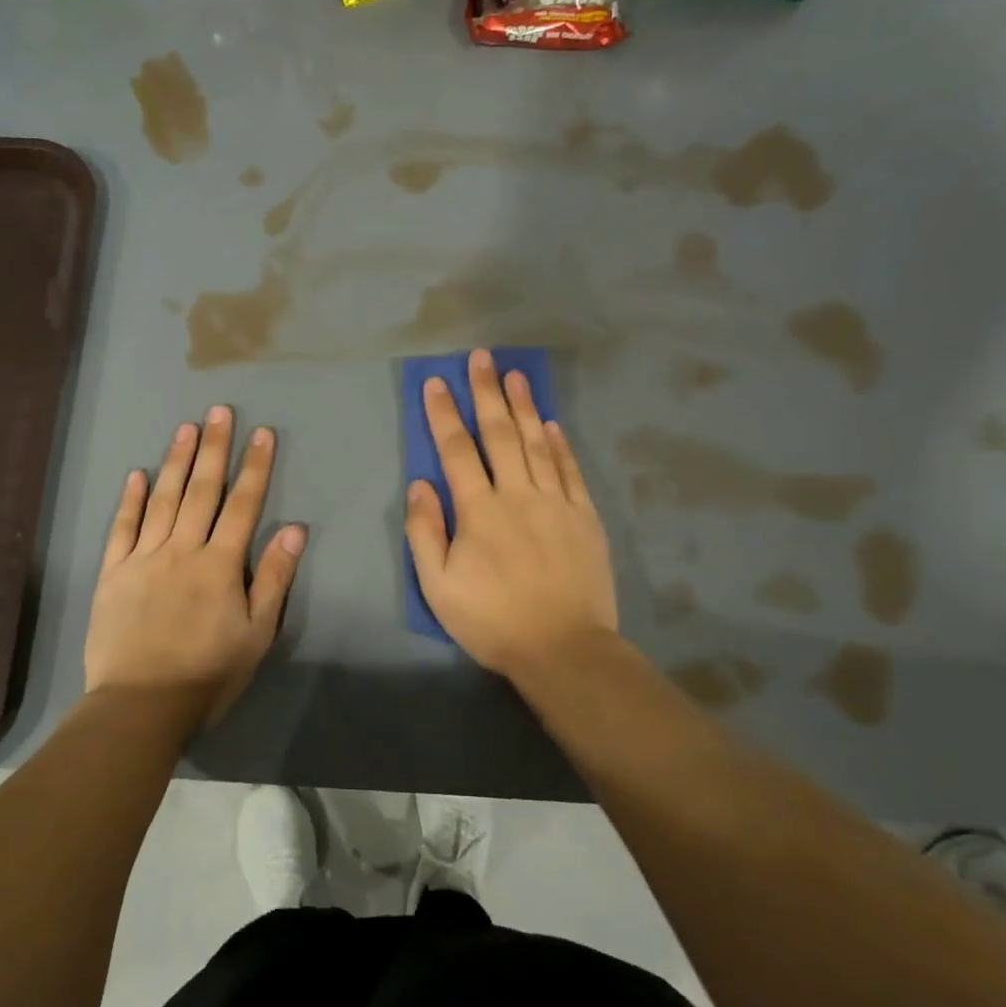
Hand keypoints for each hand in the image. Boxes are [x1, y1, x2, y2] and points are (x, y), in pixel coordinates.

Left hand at [85, 406, 305, 730]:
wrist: (141, 705)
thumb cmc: (208, 674)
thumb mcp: (256, 633)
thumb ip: (274, 578)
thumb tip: (295, 528)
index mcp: (219, 564)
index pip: (242, 504)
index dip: (254, 466)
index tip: (262, 433)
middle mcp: (182, 550)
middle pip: (201, 490)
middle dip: (213, 448)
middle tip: (218, 411)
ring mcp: (143, 558)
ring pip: (161, 500)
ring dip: (175, 461)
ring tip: (185, 428)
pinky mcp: (113, 574)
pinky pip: (121, 528)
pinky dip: (129, 500)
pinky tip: (135, 474)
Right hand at [405, 350, 617, 681]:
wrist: (564, 648)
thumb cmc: (492, 620)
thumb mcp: (439, 586)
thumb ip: (425, 532)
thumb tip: (420, 484)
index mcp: (479, 510)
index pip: (457, 449)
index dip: (443, 413)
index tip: (435, 382)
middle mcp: (518, 494)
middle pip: (500, 433)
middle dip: (487, 393)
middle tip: (481, 358)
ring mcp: (556, 503)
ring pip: (538, 443)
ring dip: (525, 406)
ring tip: (516, 374)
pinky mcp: (584, 517)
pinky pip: (570, 471)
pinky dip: (561, 444)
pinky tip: (553, 424)